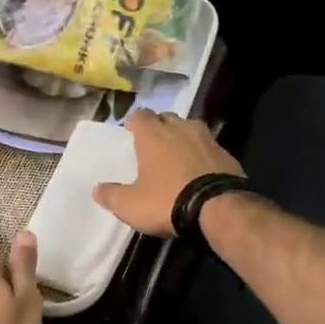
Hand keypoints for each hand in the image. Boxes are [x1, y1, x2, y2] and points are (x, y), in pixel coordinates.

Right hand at [92, 110, 243, 237]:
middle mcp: (180, 127)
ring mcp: (207, 138)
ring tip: (177, 157)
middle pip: (166, 118)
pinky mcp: (227, 154)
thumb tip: (97, 189)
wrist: (218, 209)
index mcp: (153, 134)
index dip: (134, 124)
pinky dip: (202, 155)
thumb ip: (111, 195)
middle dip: (159, 128)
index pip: (140, 115)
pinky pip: (209, 148)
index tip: (131, 135)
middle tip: (153, 147)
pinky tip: (200, 172)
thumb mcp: (130, 205)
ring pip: (190, 129)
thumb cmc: (167, 200)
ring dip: (182, 138)